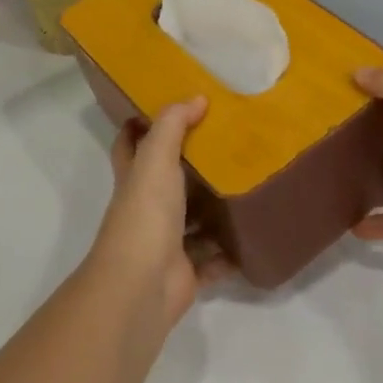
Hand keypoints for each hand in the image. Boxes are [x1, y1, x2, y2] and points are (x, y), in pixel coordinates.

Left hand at [89, 97, 233, 329]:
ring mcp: (166, 242)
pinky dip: (229, 253)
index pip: (129, 145)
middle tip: (225, 145)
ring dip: (213, 210)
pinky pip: (213, 260)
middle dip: (189, 167)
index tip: (167, 109)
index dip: (138, 126)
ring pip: (192, 222)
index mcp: (134, 179)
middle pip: (166, 182)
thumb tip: (197, 97)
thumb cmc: (145, 212)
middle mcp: (146, 208)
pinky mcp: (187, 272)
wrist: (141, 285)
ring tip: (247, 186)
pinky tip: (252, 236)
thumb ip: (173, 125)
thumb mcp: (156, 157)